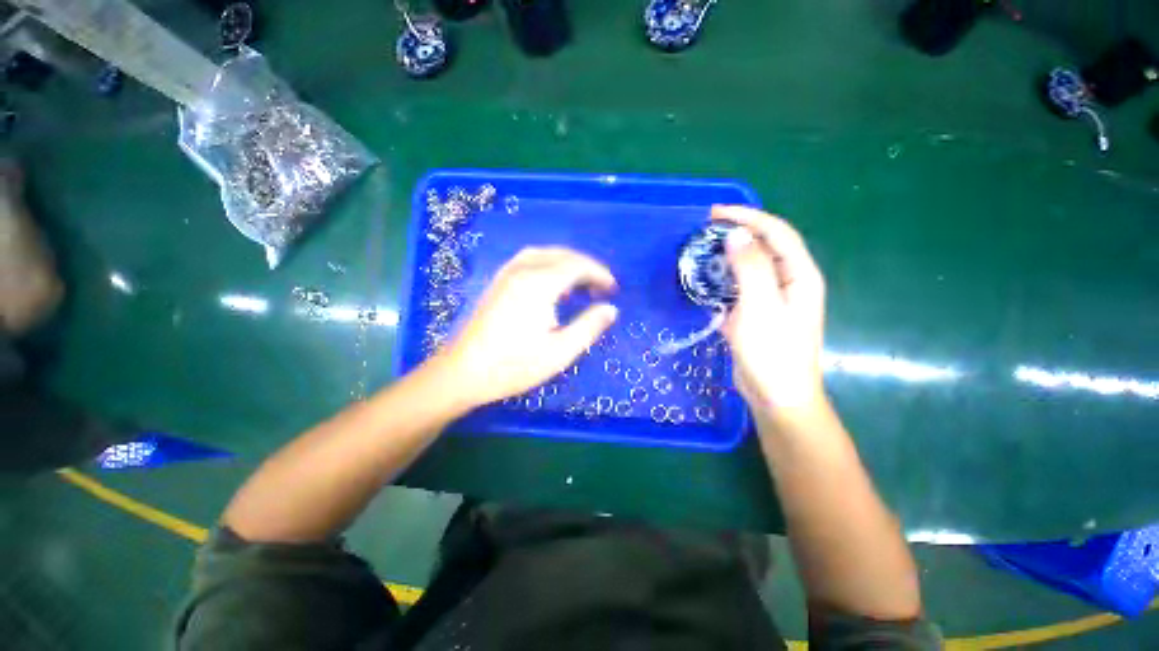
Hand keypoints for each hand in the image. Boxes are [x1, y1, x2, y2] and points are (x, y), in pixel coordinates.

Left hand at [434, 247, 617, 408]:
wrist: (463, 373)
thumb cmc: (513, 366)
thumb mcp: (559, 352)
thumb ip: (589, 327)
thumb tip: (611, 309)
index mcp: (539, 285)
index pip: (577, 266)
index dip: (599, 274)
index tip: (613, 288)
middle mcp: (522, 271)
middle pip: (561, 255)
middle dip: (586, 266)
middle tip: (601, 287)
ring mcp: (506, 275)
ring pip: (543, 253)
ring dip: (567, 261)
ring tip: (581, 282)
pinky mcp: (498, 283)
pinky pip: (528, 259)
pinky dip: (548, 263)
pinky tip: (552, 282)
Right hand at [712, 206, 827, 420]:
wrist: (776, 396)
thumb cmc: (772, 352)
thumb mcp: (760, 306)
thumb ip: (750, 267)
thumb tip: (736, 235)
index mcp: (800, 276)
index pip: (777, 233)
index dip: (748, 217)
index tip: (714, 213)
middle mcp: (790, 282)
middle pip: (765, 246)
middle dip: (737, 233)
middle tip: (704, 231)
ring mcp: (773, 299)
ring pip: (751, 267)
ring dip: (728, 255)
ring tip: (702, 251)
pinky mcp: (757, 314)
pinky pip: (740, 287)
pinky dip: (723, 279)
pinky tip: (706, 281)